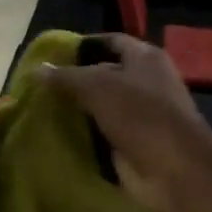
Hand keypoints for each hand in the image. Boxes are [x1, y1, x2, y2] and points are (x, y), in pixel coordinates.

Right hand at [40, 34, 211, 211]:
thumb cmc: (141, 116)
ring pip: (101, 105)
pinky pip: (102, 132)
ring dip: (77, 109)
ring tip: (42, 108)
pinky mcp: (133, 142)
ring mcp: (140, 115)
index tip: (51, 55)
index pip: (110, 41)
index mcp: (145, 58)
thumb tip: (37, 69)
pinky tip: (58, 134)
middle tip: (40, 85)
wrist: (174, 170)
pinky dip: (84, 133)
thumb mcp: (98, 87)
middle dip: (75, 80)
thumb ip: (66, 77)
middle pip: (104, 74)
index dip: (82, 45)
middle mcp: (145, 82)